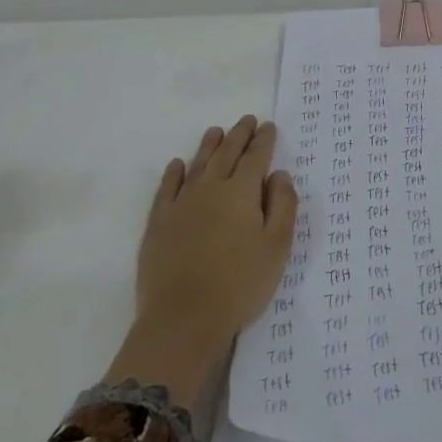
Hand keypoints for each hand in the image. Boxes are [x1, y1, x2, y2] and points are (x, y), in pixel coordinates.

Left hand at [108, 116, 298, 404]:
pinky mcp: (158, 225)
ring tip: (216, 131)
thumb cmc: (240, 284)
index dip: (264, 140)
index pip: (256, 157)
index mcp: (242, 192)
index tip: (268, 126)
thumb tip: (279, 175)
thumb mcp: (277, 247)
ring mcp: (181, 205)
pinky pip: (166, 189)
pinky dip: (173, 173)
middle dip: (239, 135)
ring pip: (197, 165)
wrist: (183, 320)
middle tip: (247, 120)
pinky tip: (177, 165)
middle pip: (226, 154)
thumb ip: (283, 206)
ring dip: (208, 146)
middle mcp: (211, 189)